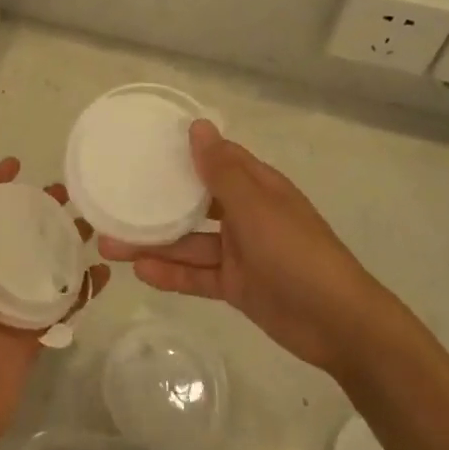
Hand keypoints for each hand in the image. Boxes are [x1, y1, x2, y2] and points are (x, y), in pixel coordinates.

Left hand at [0, 158, 108, 449]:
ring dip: (66, 244)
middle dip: (40, 210)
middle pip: (19, 234)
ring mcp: (15, 305)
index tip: (19, 163)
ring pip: (45, 264)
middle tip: (69, 193)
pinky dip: (81, 288)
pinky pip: (63, 303)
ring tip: (94, 225)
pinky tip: (101, 274)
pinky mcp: (36, 332)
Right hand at [100, 120, 378, 374]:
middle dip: (155, 204)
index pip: (215, 160)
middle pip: (193, 204)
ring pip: (188, 242)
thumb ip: (221, 170)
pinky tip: (140, 272)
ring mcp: (239, 252)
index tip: (142, 147)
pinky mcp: (236, 285)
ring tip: (109, 244)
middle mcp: (245, 215)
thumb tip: (197, 125)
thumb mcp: (256, 207)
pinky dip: (171, 274)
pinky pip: (197, 275)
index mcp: (256, 187)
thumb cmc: (296, 253)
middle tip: (112, 202)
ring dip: (154, 243)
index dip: (182, 153)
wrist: (339, 324)